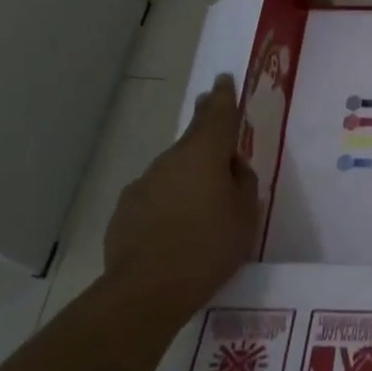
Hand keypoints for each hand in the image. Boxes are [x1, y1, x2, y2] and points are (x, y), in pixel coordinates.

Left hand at [102, 74, 258, 324]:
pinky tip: (172, 227)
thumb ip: (243, 182)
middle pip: (192, 137)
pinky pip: (154, 196)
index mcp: (205, 153)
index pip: (217, 114)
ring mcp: (143, 183)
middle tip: (212, 116)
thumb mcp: (246, 215)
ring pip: (172, 169)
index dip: (223, 96)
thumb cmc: (209, 247)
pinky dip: (166, 202)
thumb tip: (232, 167)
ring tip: (200, 202)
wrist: (146, 291)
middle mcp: (171, 159)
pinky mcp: (125, 210)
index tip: (223, 79)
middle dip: (204, 127)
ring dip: (186, 175)